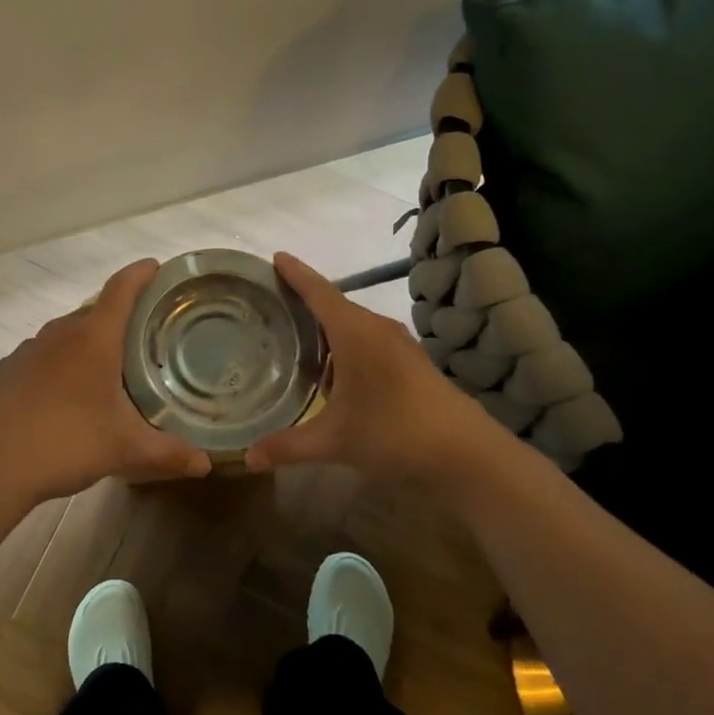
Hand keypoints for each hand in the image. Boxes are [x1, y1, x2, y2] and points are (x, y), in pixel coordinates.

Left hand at [0, 259, 213, 506]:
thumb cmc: (67, 444)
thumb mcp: (125, 449)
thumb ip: (169, 452)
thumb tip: (206, 464)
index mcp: (93, 339)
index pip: (121, 289)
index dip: (140, 274)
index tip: (156, 268)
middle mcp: (60, 333)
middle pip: (95, 310)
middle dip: (119, 316)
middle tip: (143, 336)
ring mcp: (28, 349)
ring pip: (66, 333)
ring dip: (87, 341)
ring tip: (105, 367)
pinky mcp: (7, 369)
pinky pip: (41, 354)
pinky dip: (58, 362)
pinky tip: (63, 393)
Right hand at [242, 252, 507, 486]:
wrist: (467, 454)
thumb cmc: (394, 433)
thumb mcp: (335, 441)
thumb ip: (288, 446)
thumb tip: (246, 458)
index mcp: (355, 332)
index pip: (318, 291)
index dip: (295, 273)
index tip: (274, 256)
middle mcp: (377, 328)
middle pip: (334, 304)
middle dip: (304, 301)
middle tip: (270, 303)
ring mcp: (398, 344)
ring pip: (353, 325)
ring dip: (326, 327)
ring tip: (293, 336)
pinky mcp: (411, 362)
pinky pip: (368, 341)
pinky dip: (344, 346)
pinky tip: (332, 372)